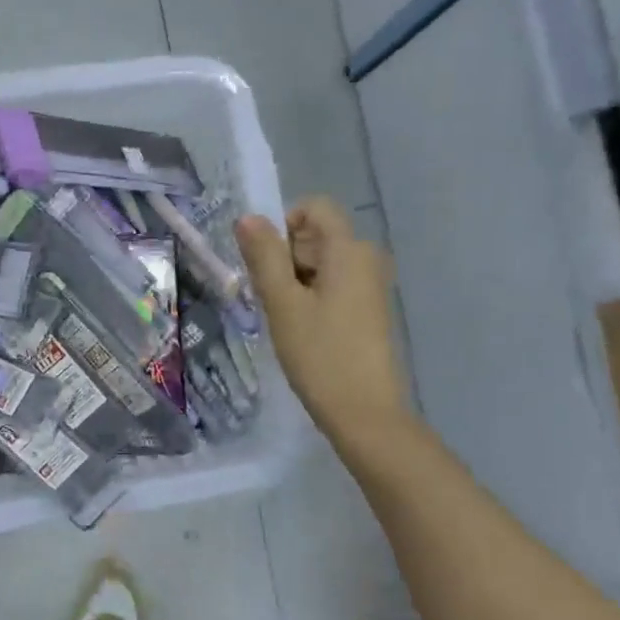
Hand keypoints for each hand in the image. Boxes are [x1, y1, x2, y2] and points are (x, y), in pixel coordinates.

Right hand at [236, 198, 408, 437]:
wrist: (364, 412)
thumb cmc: (320, 354)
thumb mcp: (282, 303)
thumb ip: (264, 257)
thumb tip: (248, 217)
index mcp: (349, 250)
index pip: (315, 207)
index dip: (285, 224)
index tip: (268, 262)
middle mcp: (367, 258)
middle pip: (316, 236)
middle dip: (286, 257)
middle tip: (273, 299)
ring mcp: (371, 285)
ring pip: (321, 263)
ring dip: (295, 281)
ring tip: (285, 319)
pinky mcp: (369, 309)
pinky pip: (333, 284)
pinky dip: (311, 297)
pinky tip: (302, 330)